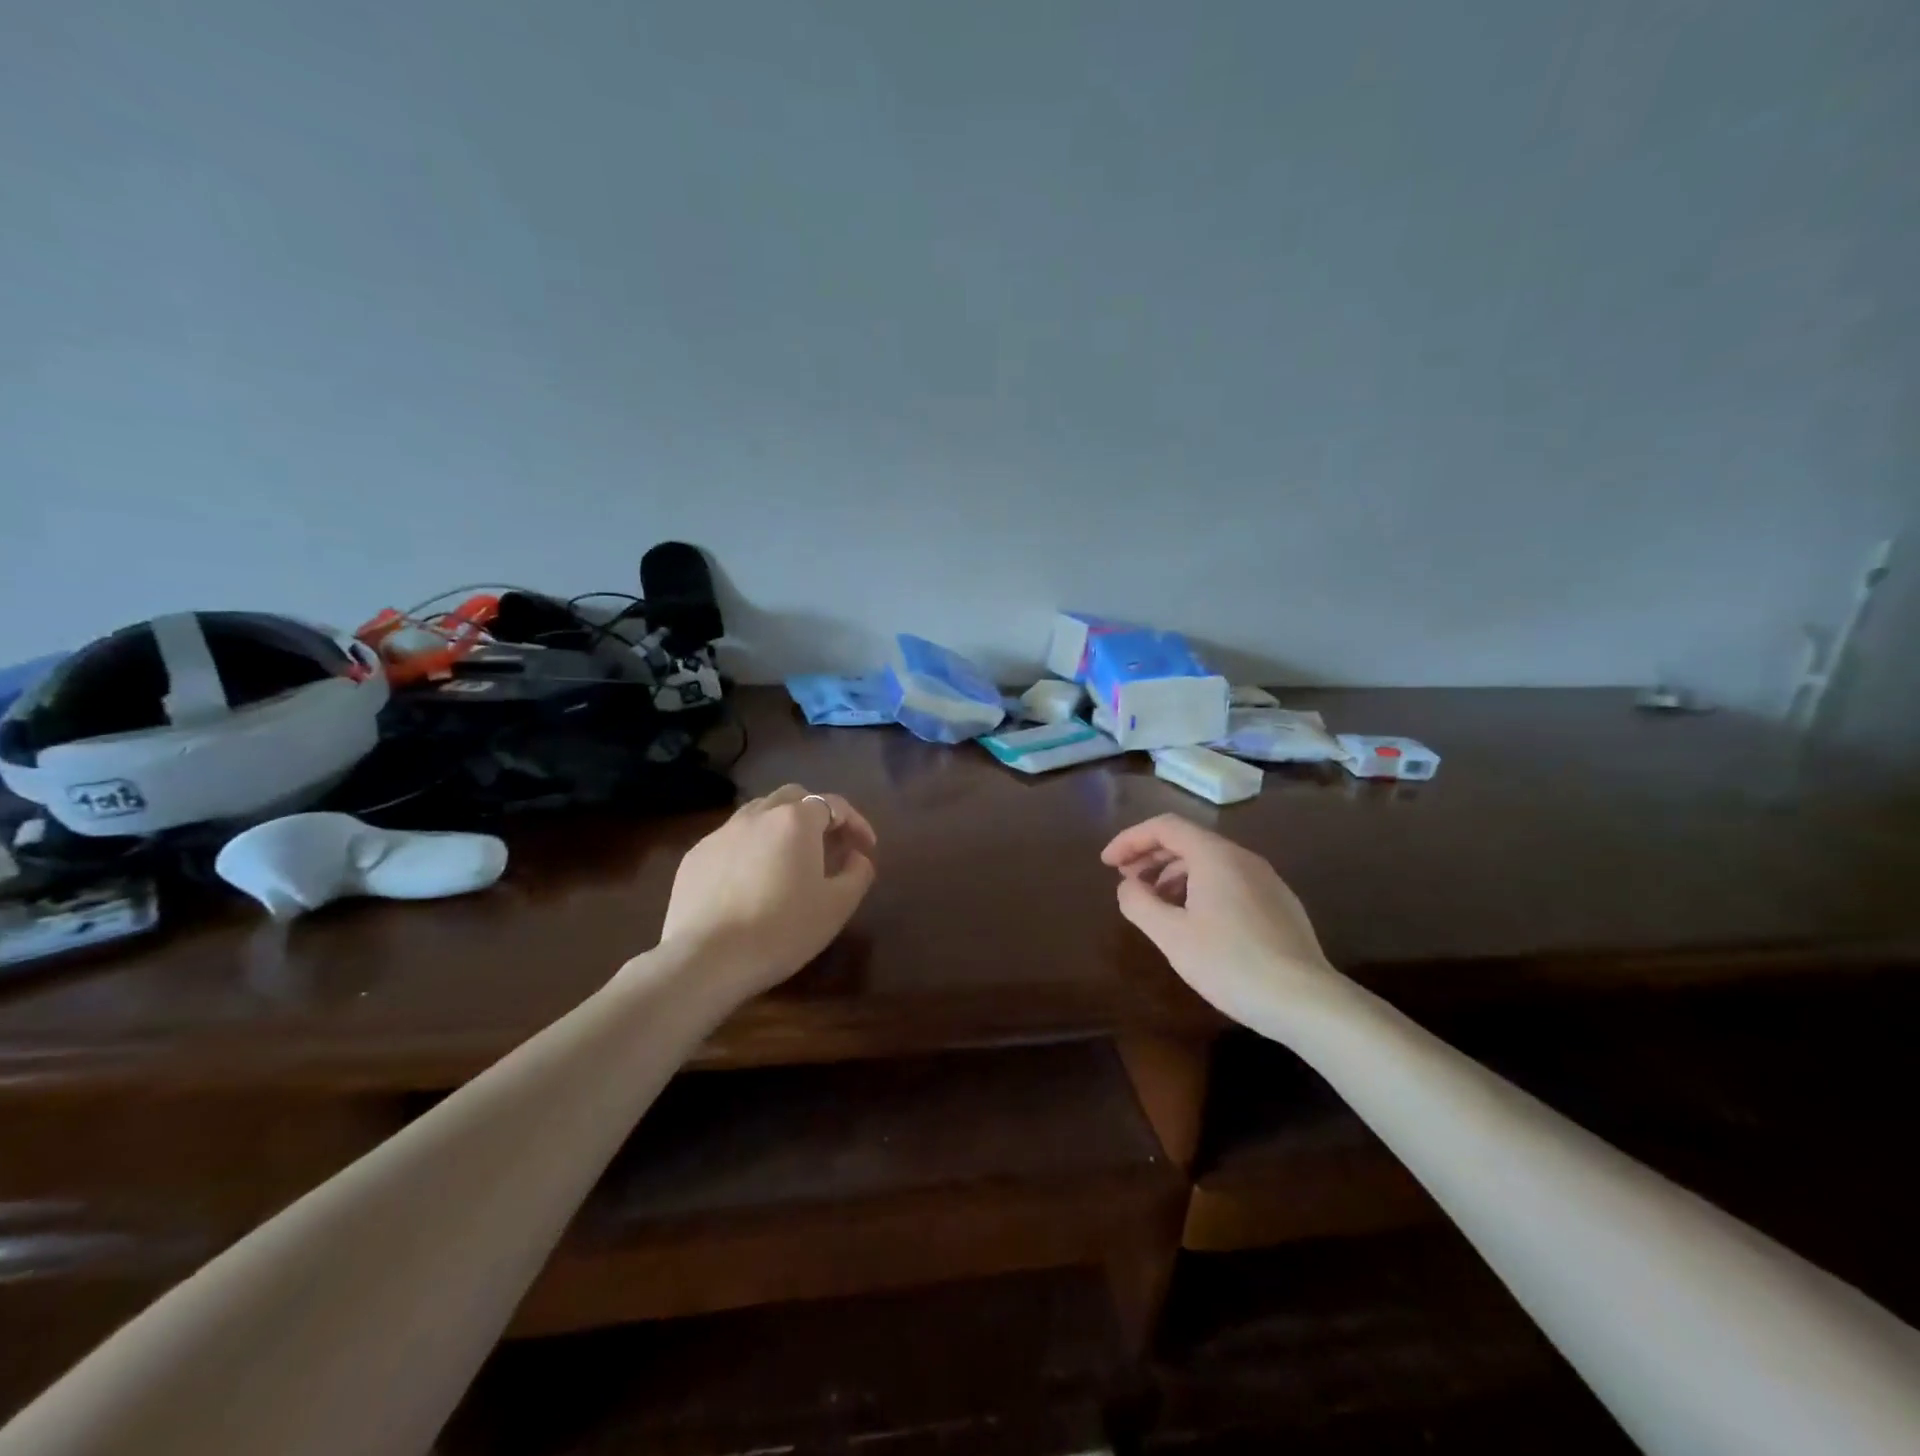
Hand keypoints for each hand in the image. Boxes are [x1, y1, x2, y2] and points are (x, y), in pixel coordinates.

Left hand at [658, 784, 877, 994]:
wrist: (706, 959)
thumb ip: (858, 873)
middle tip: (829, 845)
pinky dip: (751, 849)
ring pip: (758, 814)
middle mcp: (758, 815)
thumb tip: (857, 857)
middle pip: (793, 798)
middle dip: (816, 815)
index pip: (834, 804)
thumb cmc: (782, 929)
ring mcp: (722, 833)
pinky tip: (752, 881)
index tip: (867, 847)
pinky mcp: (695, 856)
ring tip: (789, 859)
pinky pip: (732, 840)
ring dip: (781, 827)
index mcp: (795, 821)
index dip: (856, 822)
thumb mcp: (837, 907)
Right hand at [1102, 814, 1338, 1028]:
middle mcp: (1243, 858)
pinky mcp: (1279, 905)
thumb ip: (1139, 903)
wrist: (1305, 1001)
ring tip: (1155, 905)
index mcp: (1215, 856)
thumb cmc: (1230, 962)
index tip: (1107, 864)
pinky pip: (1230, 882)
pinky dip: (1200, 889)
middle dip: (1150, 857)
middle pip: (1188, 841)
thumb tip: (1127, 887)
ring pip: (1210, 863)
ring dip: (1174, 875)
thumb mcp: (1171, 935)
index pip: (1165, 827)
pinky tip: (1193, 922)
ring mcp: (1266, 880)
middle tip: (1126, 882)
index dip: (1130, 840)